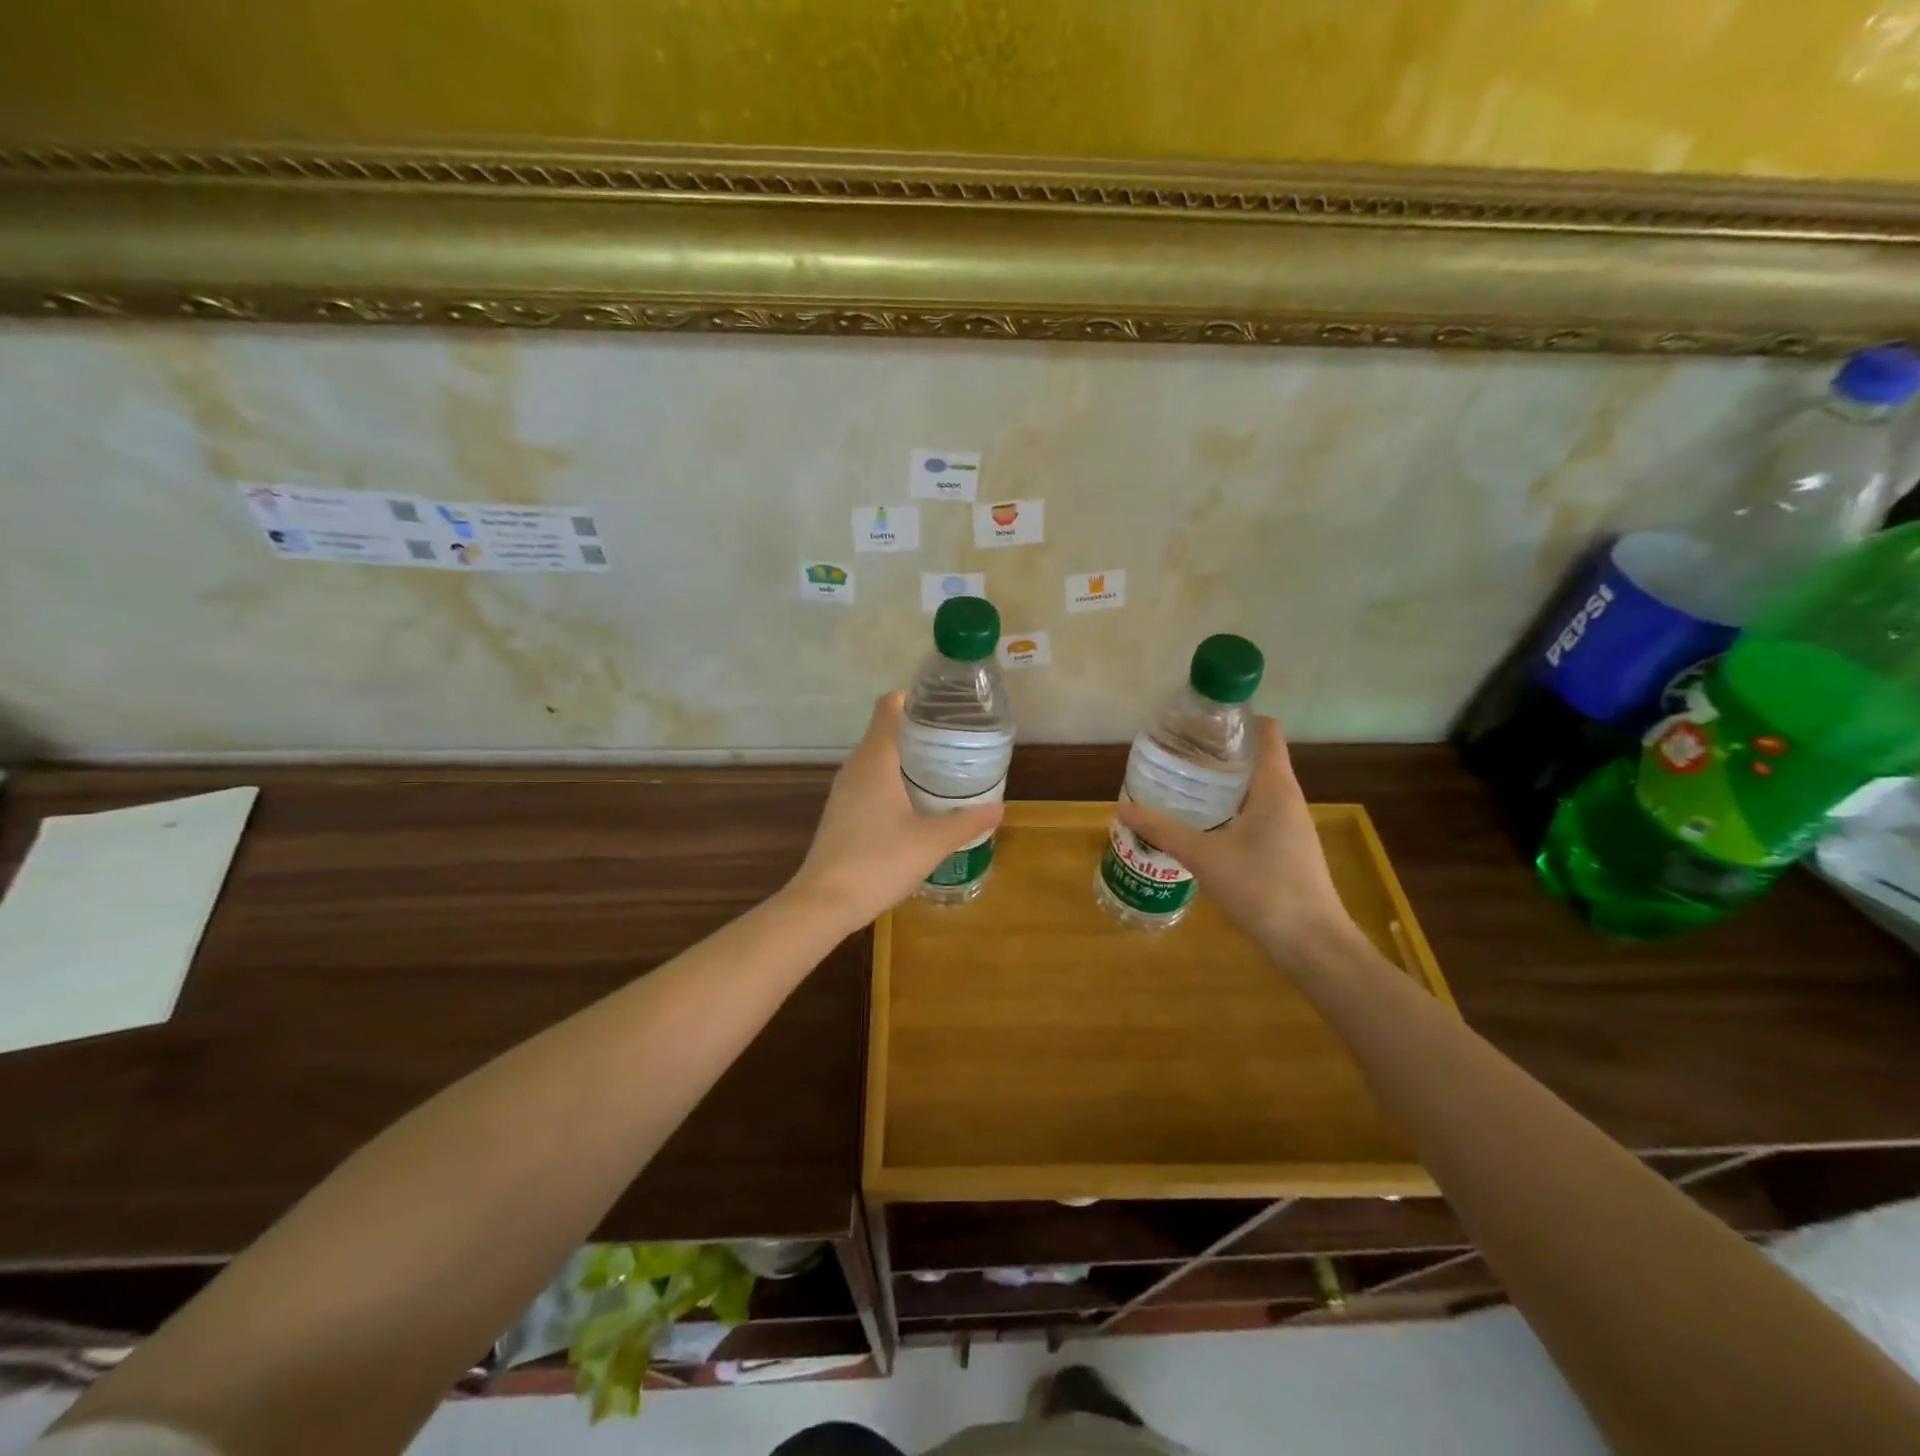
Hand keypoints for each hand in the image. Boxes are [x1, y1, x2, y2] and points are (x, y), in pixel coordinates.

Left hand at [788, 691, 1004, 929]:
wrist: (824, 902)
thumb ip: (966, 821)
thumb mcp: (931, 842)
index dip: (914, 698)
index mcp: (875, 759)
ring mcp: (844, 790)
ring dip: (907, 758)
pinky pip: (870, 781)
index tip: (944, 706)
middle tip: (957, 740)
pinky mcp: (841, 812)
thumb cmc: (878, 862)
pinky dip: (893, 780)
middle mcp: (855, 766)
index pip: (889, 706)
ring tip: (943, 768)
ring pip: (878, 758)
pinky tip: (916, 803)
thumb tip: (999, 808)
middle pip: (886, 730)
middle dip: (920, 730)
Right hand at [1117, 716, 1356, 962]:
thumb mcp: (1204, 856)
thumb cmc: (1262, 888)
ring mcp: (1291, 824)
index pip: (1265, 731)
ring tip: (1182, 781)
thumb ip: (1163, 829)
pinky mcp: (1287, 847)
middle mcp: (1287, 797)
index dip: (1236, 718)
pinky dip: (1230, 806)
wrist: (1311, 944)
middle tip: (1177, 750)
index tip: (1199, 720)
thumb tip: (1123, 806)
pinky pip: (1257, 811)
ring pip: (1255, 786)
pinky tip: (1202, 821)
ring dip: (1223, 780)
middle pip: (1256, 756)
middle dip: (1218, 750)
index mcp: (1275, 786)